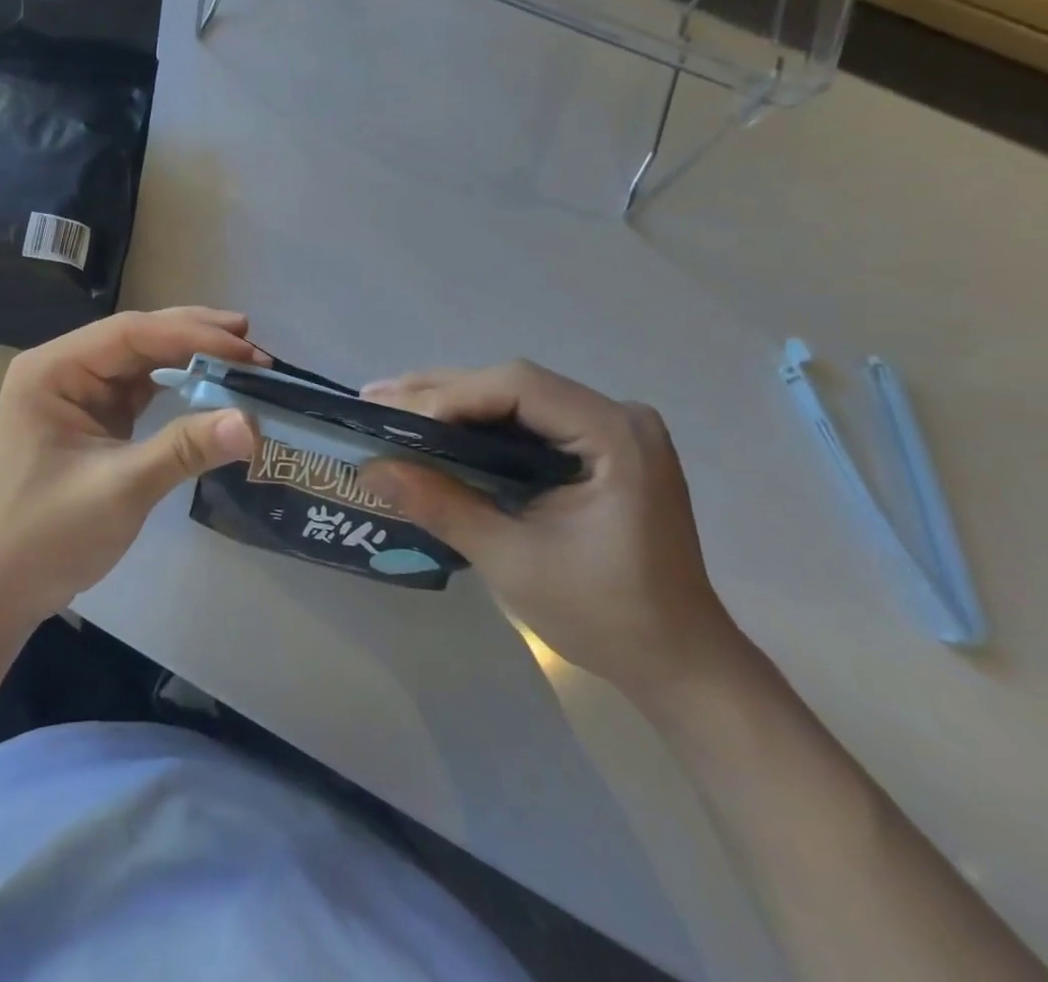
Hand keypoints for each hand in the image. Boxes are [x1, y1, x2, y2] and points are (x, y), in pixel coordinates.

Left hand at [0, 308, 260, 629]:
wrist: (3, 588)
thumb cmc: (48, 536)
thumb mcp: (120, 489)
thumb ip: (184, 449)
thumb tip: (252, 423)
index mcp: (52, 370)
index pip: (130, 334)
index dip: (191, 335)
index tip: (244, 349)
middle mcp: (63, 368)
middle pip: (138, 338)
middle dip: (195, 337)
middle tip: (252, 342)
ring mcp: (78, 392)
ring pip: (142, 359)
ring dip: (190, 356)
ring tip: (242, 356)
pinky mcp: (94, 417)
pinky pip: (141, 388)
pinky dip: (178, 384)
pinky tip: (210, 383)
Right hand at [359, 363, 746, 700]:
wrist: (678, 663)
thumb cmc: (606, 617)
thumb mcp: (512, 562)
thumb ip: (441, 506)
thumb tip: (368, 468)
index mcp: (615, 436)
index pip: (519, 387)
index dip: (451, 396)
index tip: (396, 420)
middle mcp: (616, 416)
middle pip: (512, 384)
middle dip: (438, 394)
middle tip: (372, 400)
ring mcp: (609, 429)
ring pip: (513, 397)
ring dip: (450, 403)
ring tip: (387, 406)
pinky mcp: (597, 446)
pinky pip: (525, 419)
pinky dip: (475, 423)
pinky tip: (431, 426)